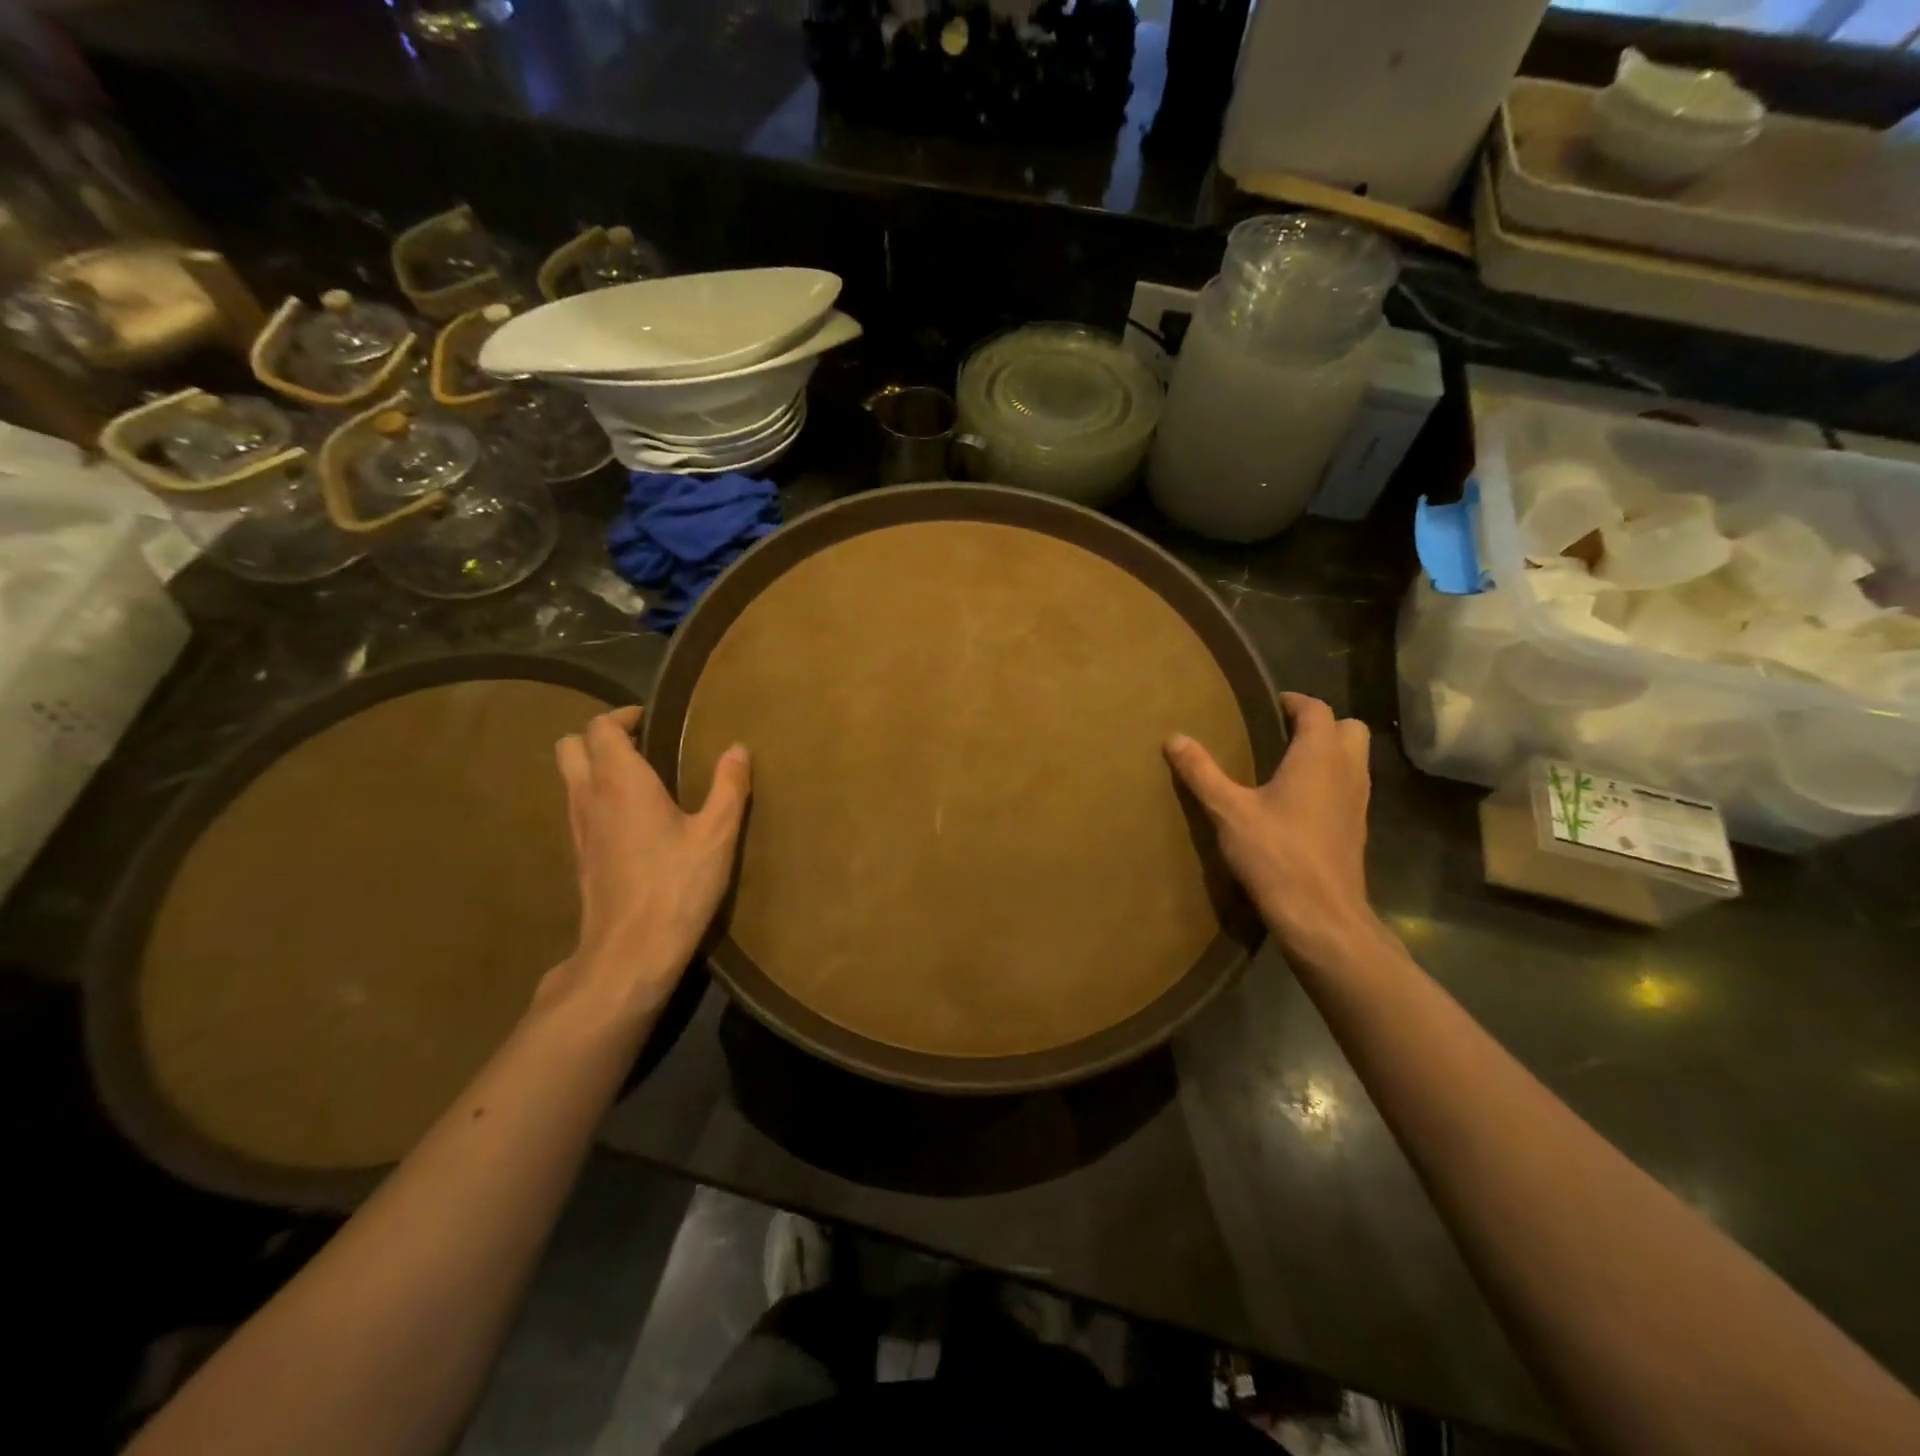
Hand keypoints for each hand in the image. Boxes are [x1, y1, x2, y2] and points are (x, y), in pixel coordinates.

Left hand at [548, 706, 750, 1018]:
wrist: (629, 951)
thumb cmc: (676, 886)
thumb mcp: (717, 835)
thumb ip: (729, 787)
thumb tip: (738, 749)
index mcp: (621, 782)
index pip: (600, 728)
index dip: (623, 716)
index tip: (652, 720)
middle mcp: (589, 796)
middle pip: (570, 746)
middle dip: (600, 736)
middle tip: (641, 744)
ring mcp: (577, 828)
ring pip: (569, 778)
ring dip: (596, 766)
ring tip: (641, 778)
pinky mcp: (579, 855)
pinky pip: (578, 806)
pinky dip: (597, 796)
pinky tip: (633, 818)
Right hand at [1165, 693, 1378, 963]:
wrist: (1322, 915)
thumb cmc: (1276, 855)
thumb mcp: (1229, 811)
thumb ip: (1202, 772)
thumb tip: (1175, 738)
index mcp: (1318, 757)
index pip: (1317, 710)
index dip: (1294, 702)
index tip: (1270, 704)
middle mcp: (1347, 771)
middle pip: (1349, 728)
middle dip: (1320, 723)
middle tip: (1282, 732)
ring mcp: (1358, 801)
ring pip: (1355, 758)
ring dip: (1329, 751)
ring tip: (1287, 764)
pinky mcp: (1357, 828)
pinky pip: (1350, 786)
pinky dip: (1331, 780)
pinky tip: (1298, 802)